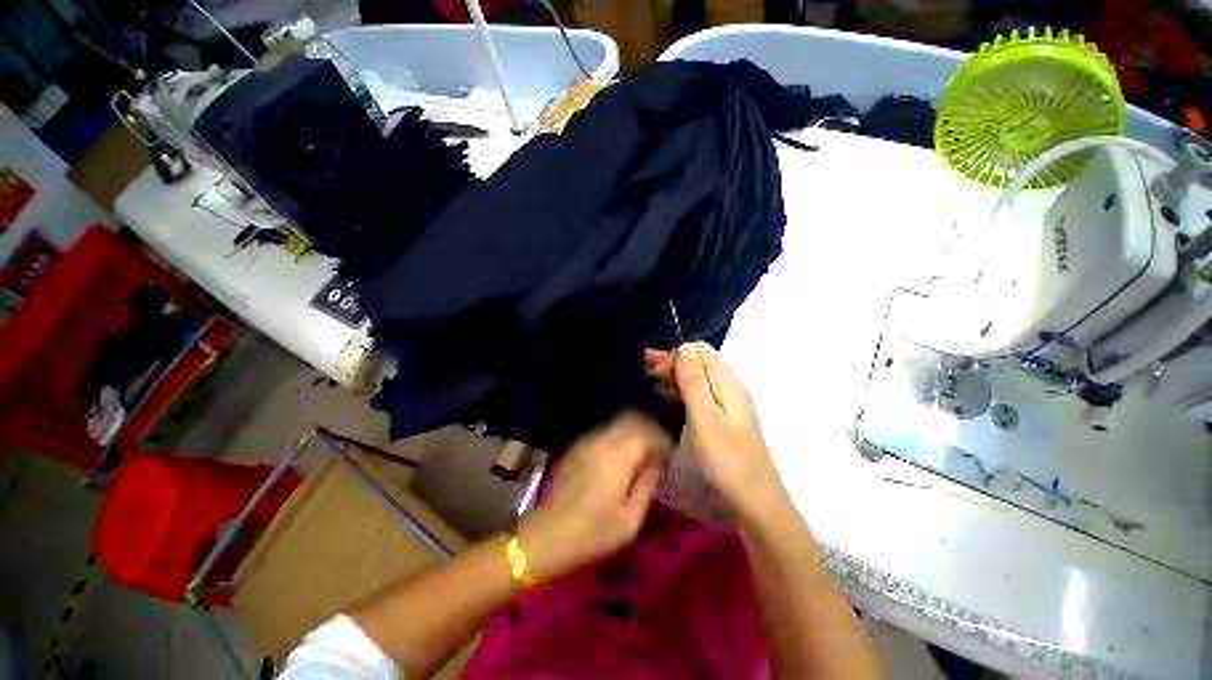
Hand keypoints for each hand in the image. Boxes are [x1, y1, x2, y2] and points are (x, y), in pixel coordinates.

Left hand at [516, 413, 668, 579]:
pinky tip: (621, 456)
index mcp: (618, 456)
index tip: (670, 455)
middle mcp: (603, 440)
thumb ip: (648, 484)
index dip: (663, 440)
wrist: (547, 534)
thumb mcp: (631, 520)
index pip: (648, 433)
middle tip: (659, 449)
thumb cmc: (593, 533)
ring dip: (634, 431)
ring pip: (618, 422)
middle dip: (650, 429)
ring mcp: (587, 440)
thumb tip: (657, 462)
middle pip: (633, 419)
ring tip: (642, 452)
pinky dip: (619, 436)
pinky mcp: (577, 446)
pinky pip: (605, 431)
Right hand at [644, 342, 785, 517]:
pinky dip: (681, 390)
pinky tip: (665, 396)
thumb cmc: (726, 459)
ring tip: (649, 378)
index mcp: (728, 382)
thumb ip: (694, 381)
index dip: (675, 353)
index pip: (699, 351)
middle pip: (699, 362)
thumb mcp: (705, 417)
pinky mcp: (723, 418)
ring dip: (674, 374)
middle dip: (672, 361)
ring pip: (698, 378)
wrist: (754, 501)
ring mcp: (728, 403)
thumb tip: (684, 347)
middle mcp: (730, 387)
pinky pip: (700, 394)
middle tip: (644, 368)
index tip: (651, 366)